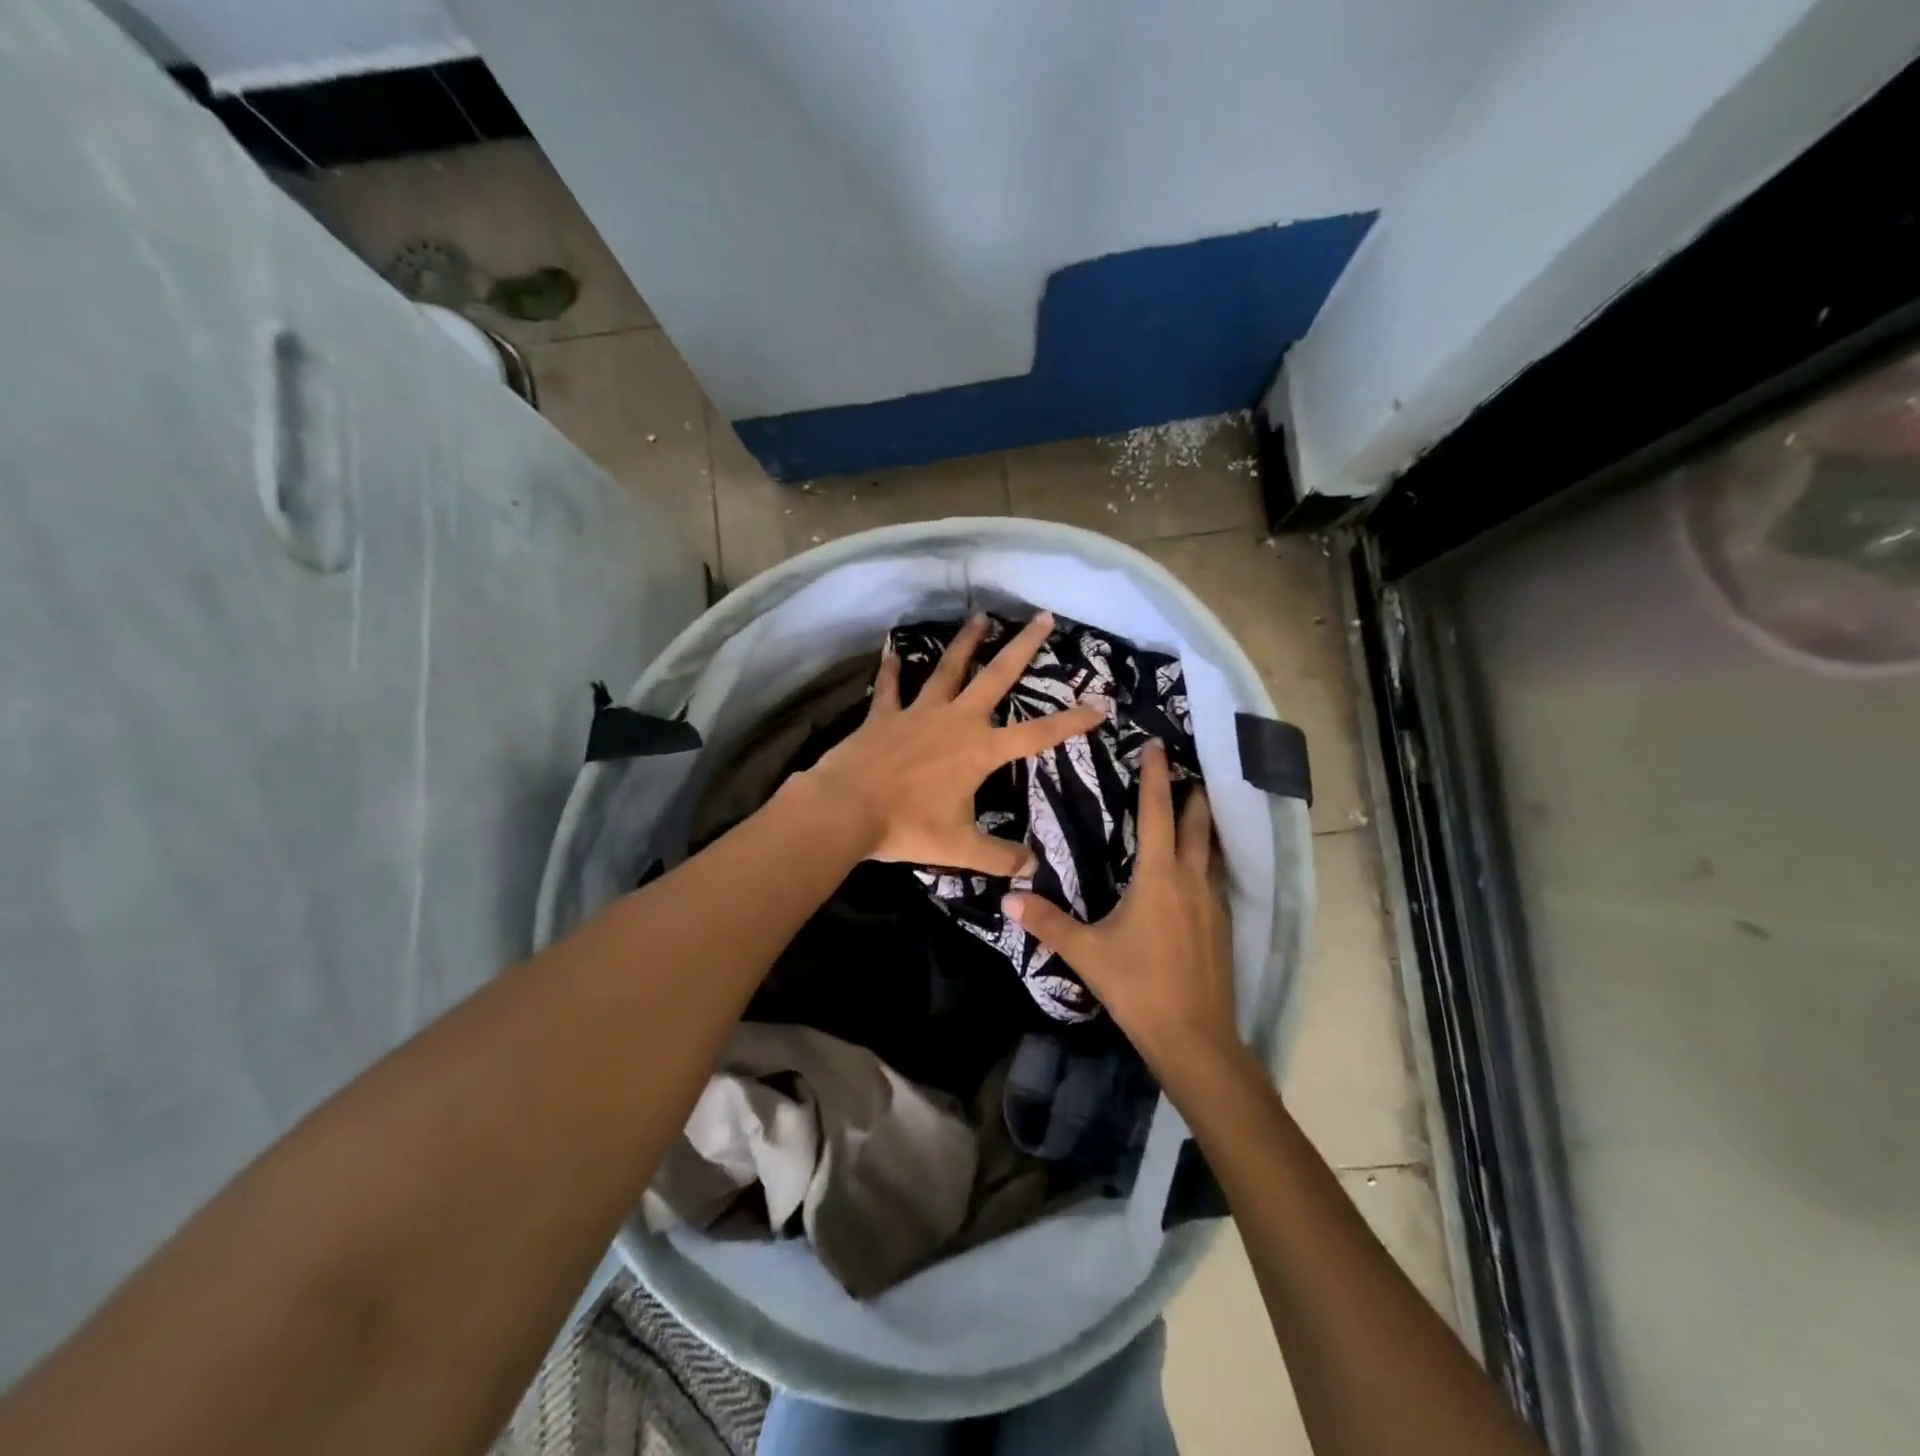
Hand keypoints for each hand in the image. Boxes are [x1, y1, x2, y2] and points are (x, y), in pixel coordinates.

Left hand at [801, 612, 1106, 875]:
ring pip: (947, 669)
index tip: (1099, 705)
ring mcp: (918, 713)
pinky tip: (891, 649)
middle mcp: (955, 720)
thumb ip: (999, 857)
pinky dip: (890, 669)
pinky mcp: (884, 715)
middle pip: (996, 676)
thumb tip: (1032, 868)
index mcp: (980, 750)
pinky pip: (890, 687)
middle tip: (1043, 617)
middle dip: (1023, 646)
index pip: (1037, 734)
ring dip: (966, 643)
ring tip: (980, 616)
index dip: (1071, 721)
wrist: (846, 809)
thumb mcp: (961, 849)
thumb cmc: (907, 827)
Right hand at [1004, 741, 1238, 1075]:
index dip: (1155, 777)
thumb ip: (1048, 922)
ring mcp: (1213, 904)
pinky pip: (1214, 878)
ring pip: (1210, 851)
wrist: (1195, 1038)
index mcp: (1160, 877)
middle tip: (1185, 769)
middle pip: (1197, 824)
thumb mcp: (1087, 953)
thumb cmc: (1138, 987)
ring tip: (1191, 811)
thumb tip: (1009, 897)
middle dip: (1192, 793)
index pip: (1158, 813)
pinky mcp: (1222, 926)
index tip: (1157, 745)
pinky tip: (1192, 872)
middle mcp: (1192, 880)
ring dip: (1202, 826)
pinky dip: (1204, 860)